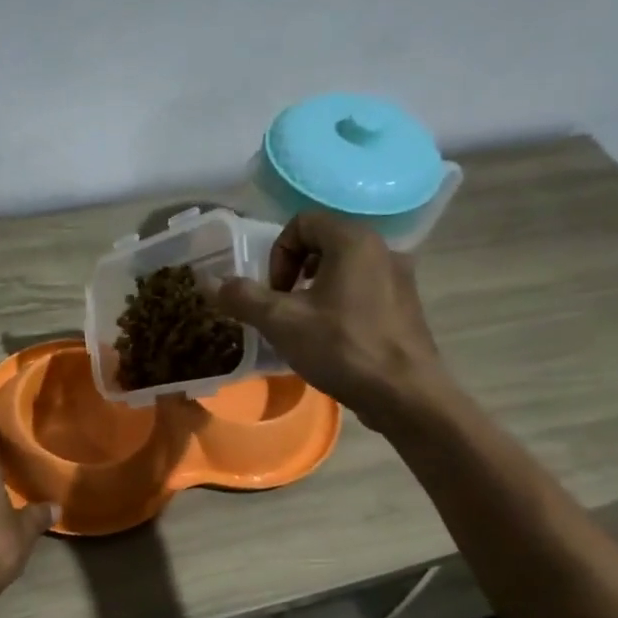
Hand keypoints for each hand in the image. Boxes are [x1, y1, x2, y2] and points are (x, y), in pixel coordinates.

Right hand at [210, 211, 448, 431]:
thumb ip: (243, 297)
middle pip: (323, 243)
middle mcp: (382, 248)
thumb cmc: (342, 348)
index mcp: (354, 240)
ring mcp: (400, 278)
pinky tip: (333, 340)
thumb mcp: (282, 322)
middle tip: (283, 308)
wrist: (405, 394)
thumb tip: (210, 282)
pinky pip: (363, 290)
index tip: (274, 292)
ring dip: (315, 290)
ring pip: (344, 268)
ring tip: (304, 326)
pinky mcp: (407, 306)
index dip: (277, 254)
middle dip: (293, 272)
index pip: (302, 222)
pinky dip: (340, 304)